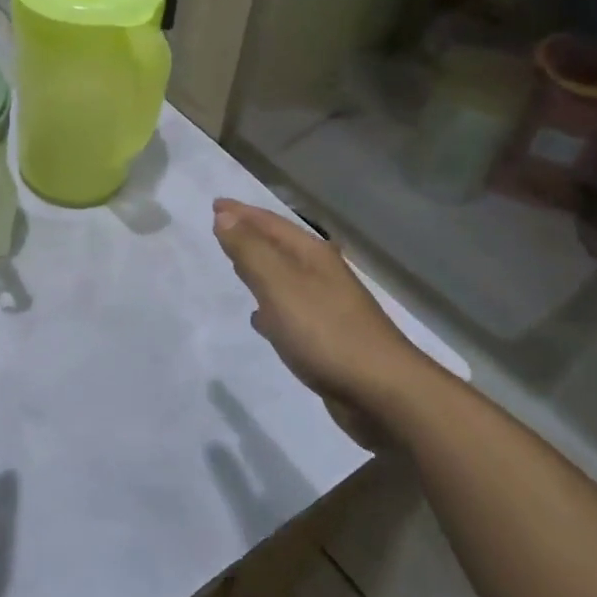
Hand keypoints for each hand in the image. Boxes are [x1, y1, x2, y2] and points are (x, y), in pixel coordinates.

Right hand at [212, 198, 435, 443]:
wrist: (382, 392)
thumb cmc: (326, 331)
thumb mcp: (279, 284)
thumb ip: (249, 250)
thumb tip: (224, 215)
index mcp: (311, 255)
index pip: (270, 223)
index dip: (241, 213)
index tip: (215, 204)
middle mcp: (321, 274)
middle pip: (279, 246)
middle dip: (250, 236)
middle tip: (222, 228)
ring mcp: (327, 306)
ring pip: (283, 277)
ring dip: (259, 269)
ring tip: (235, 267)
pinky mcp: (327, 337)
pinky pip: (289, 309)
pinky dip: (270, 305)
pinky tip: (260, 319)